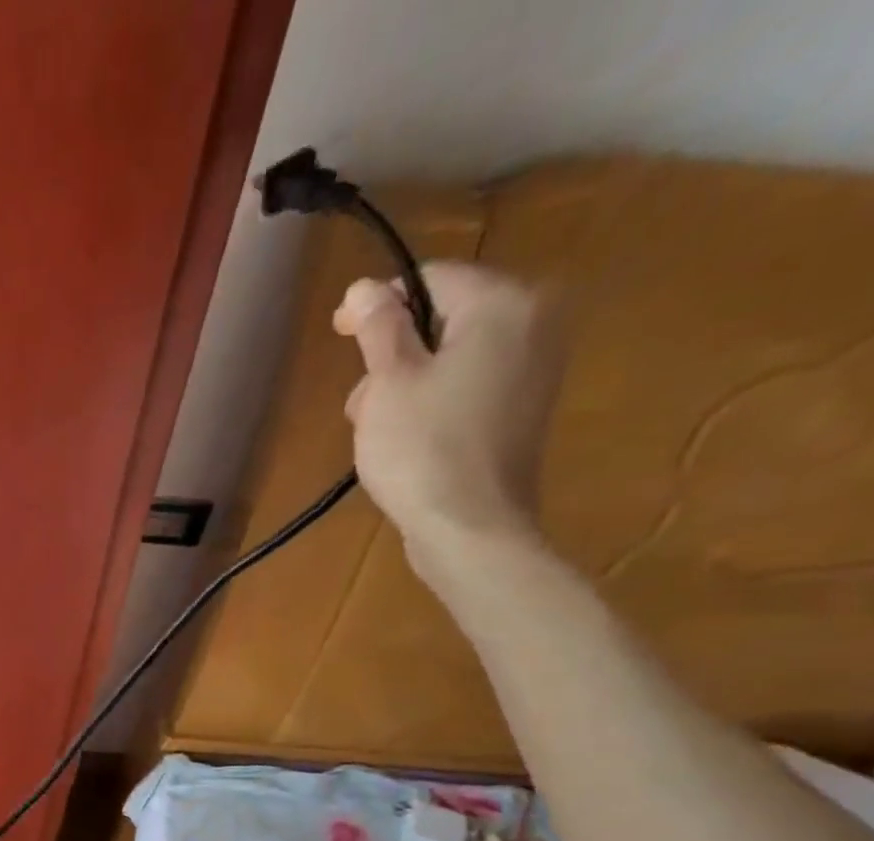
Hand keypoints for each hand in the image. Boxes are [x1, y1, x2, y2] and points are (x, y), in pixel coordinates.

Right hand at [333, 263, 565, 581]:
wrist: (470, 528)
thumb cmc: (422, 449)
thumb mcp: (388, 382)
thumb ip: (377, 327)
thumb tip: (364, 287)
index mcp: (502, 304)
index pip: (430, 279)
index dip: (377, 304)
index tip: (338, 334)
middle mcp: (532, 323)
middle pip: (442, 319)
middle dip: (391, 355)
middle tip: (359, 403)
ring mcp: (535, 369)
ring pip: (451, 356)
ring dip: (406, 383)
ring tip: (375, 430)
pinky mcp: (524, 410)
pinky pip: (469, 386)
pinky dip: (433, 402)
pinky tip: (408, 440)